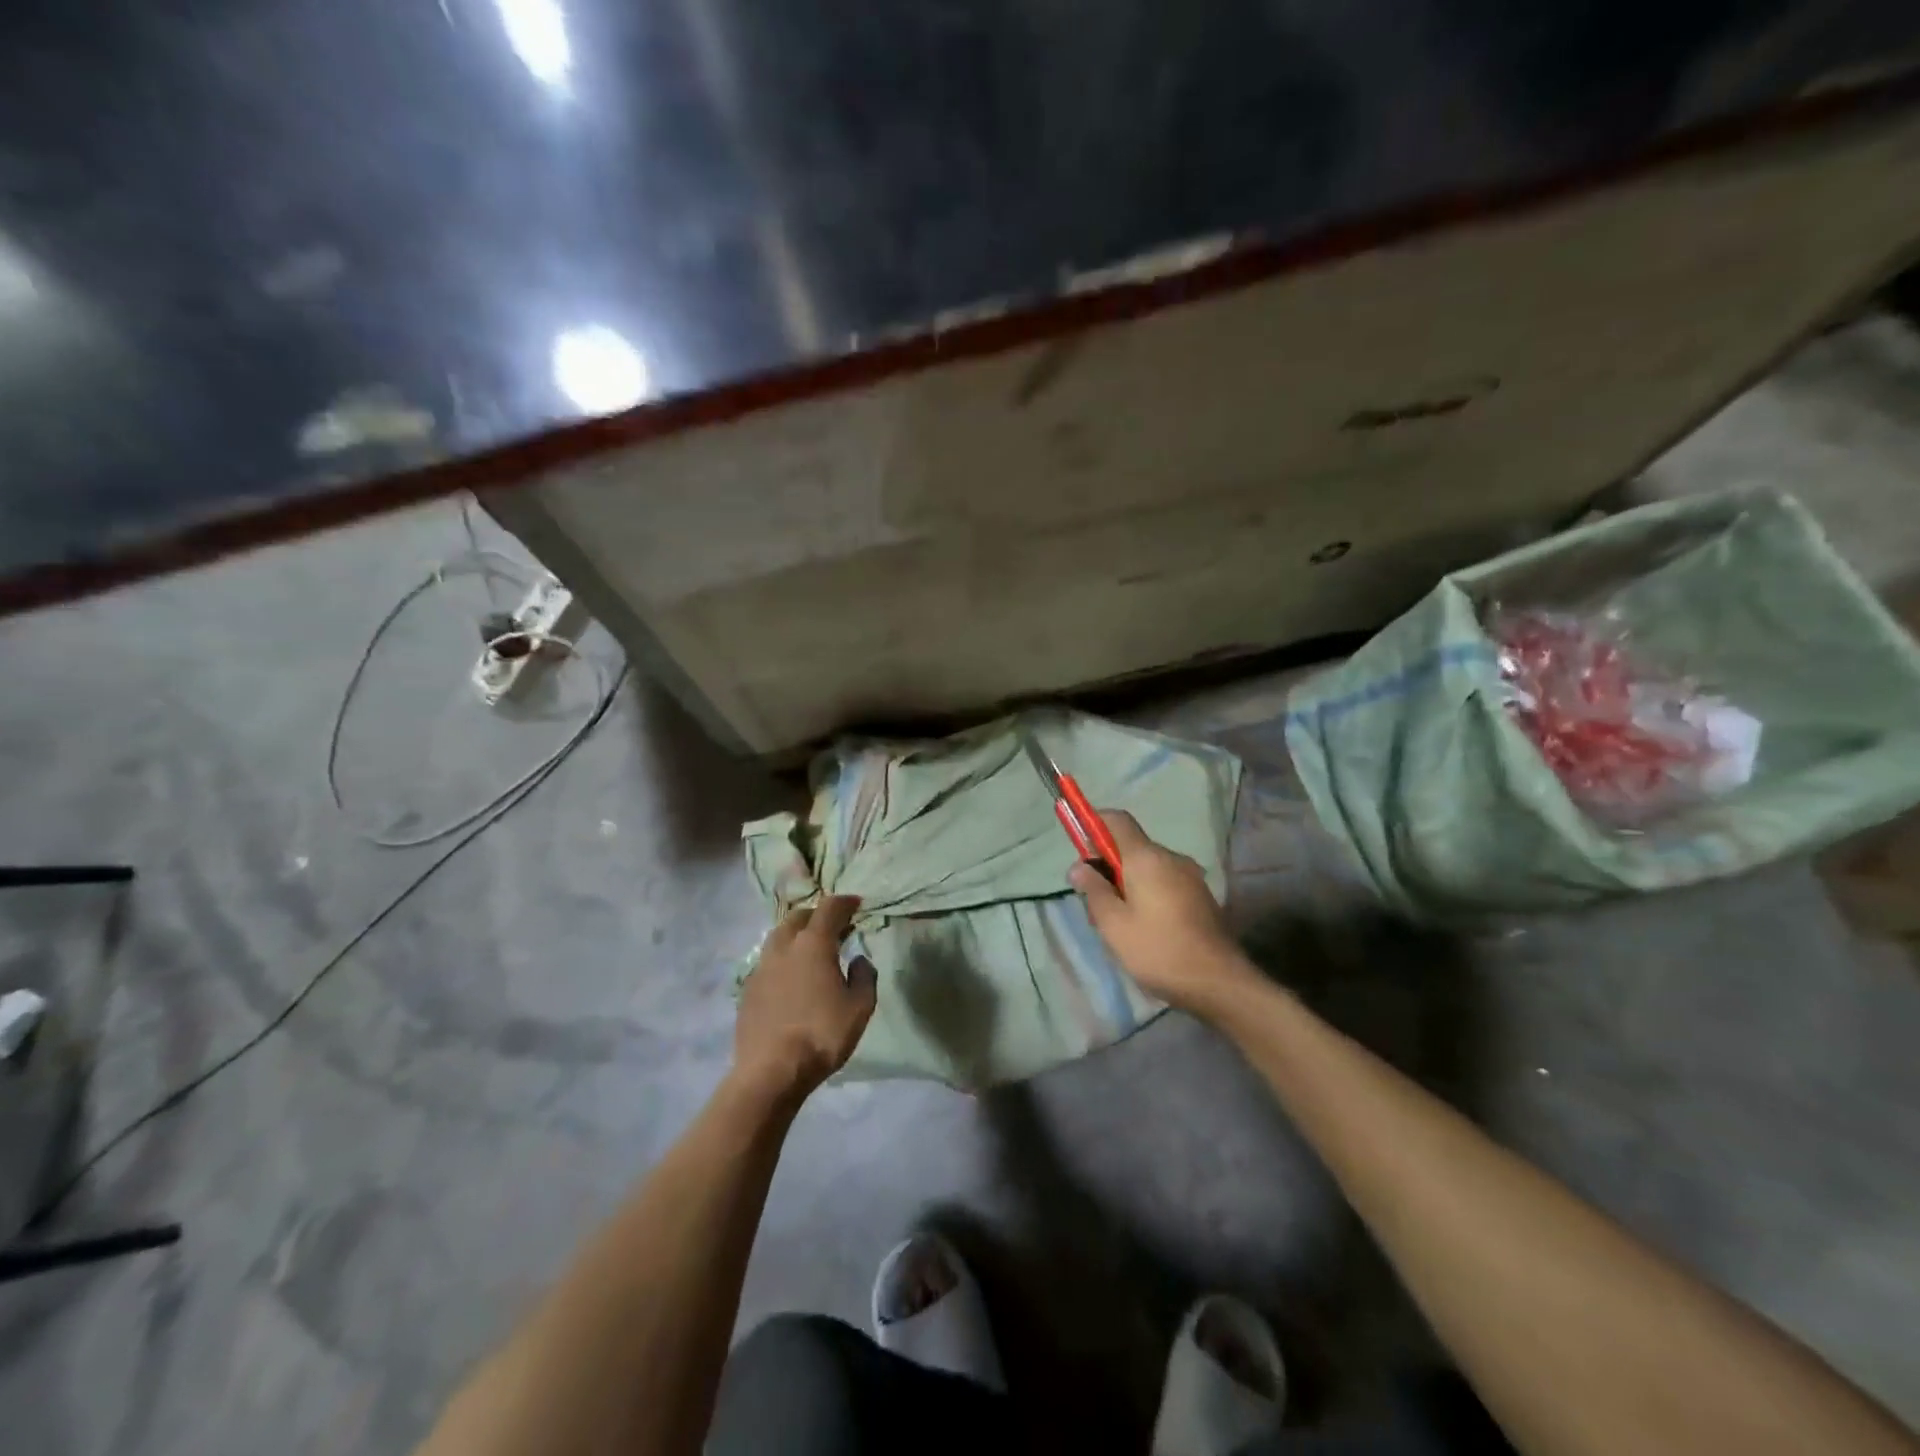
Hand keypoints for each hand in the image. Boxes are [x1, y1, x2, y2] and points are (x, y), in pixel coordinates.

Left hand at [735, 894, 877, 1101]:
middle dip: (818, 915)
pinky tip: (791, 977)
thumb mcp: (860, 1007)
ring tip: (811, 950)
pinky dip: (783, 958)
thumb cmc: (822, 1035)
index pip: (830, 907)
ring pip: (779, 936)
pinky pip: (768, 961)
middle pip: (800, 916)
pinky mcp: (747, 988)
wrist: (771, 1070)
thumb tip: (858, 959)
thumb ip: (864, 976)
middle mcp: (784, 946)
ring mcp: (761, 966)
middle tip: (835, 928)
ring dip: (797, 934)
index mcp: (813, 943)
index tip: (856, 905)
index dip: (845, 902)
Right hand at [1068, 811, 1251, 1015]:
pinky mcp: (1200, 896)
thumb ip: (1093, 890)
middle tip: (1094, 904)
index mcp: (1147, 858)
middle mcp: (1171, 858)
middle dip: (1107, 866)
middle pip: (1131, 847)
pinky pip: (1164, 883)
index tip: (1079, 846)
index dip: (1094, 824)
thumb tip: (1078, 866)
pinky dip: (1146, 894)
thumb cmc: (1158, 950)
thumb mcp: (1114, 924)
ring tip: (1117, 924)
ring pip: (1147, 868)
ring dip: (1126, 885)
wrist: (1220, 983)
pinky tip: (1143, 929)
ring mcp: (1190, 877)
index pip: (1117, 820)